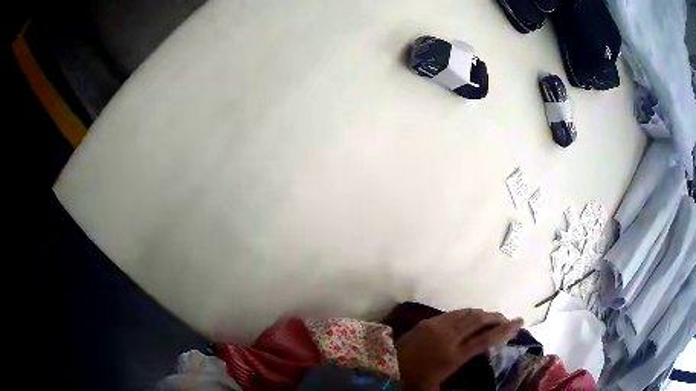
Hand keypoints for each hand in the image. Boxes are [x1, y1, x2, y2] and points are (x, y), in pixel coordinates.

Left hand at [395, 309, 522, 390]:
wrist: (383, 368)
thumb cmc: (410, 382)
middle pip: (479, 320)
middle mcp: (449, 337)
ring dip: (483, 313)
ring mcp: (437, 326)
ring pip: (467, 313)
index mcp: (454, 356)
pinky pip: (453, 313)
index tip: (519, 322)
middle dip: (496, 317)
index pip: (486, 338)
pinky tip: (470, 316)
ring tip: (492, 317)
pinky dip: (467, 313)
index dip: (505, 329)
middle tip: (507, 319)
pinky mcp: (428, 322)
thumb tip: (475, 390)